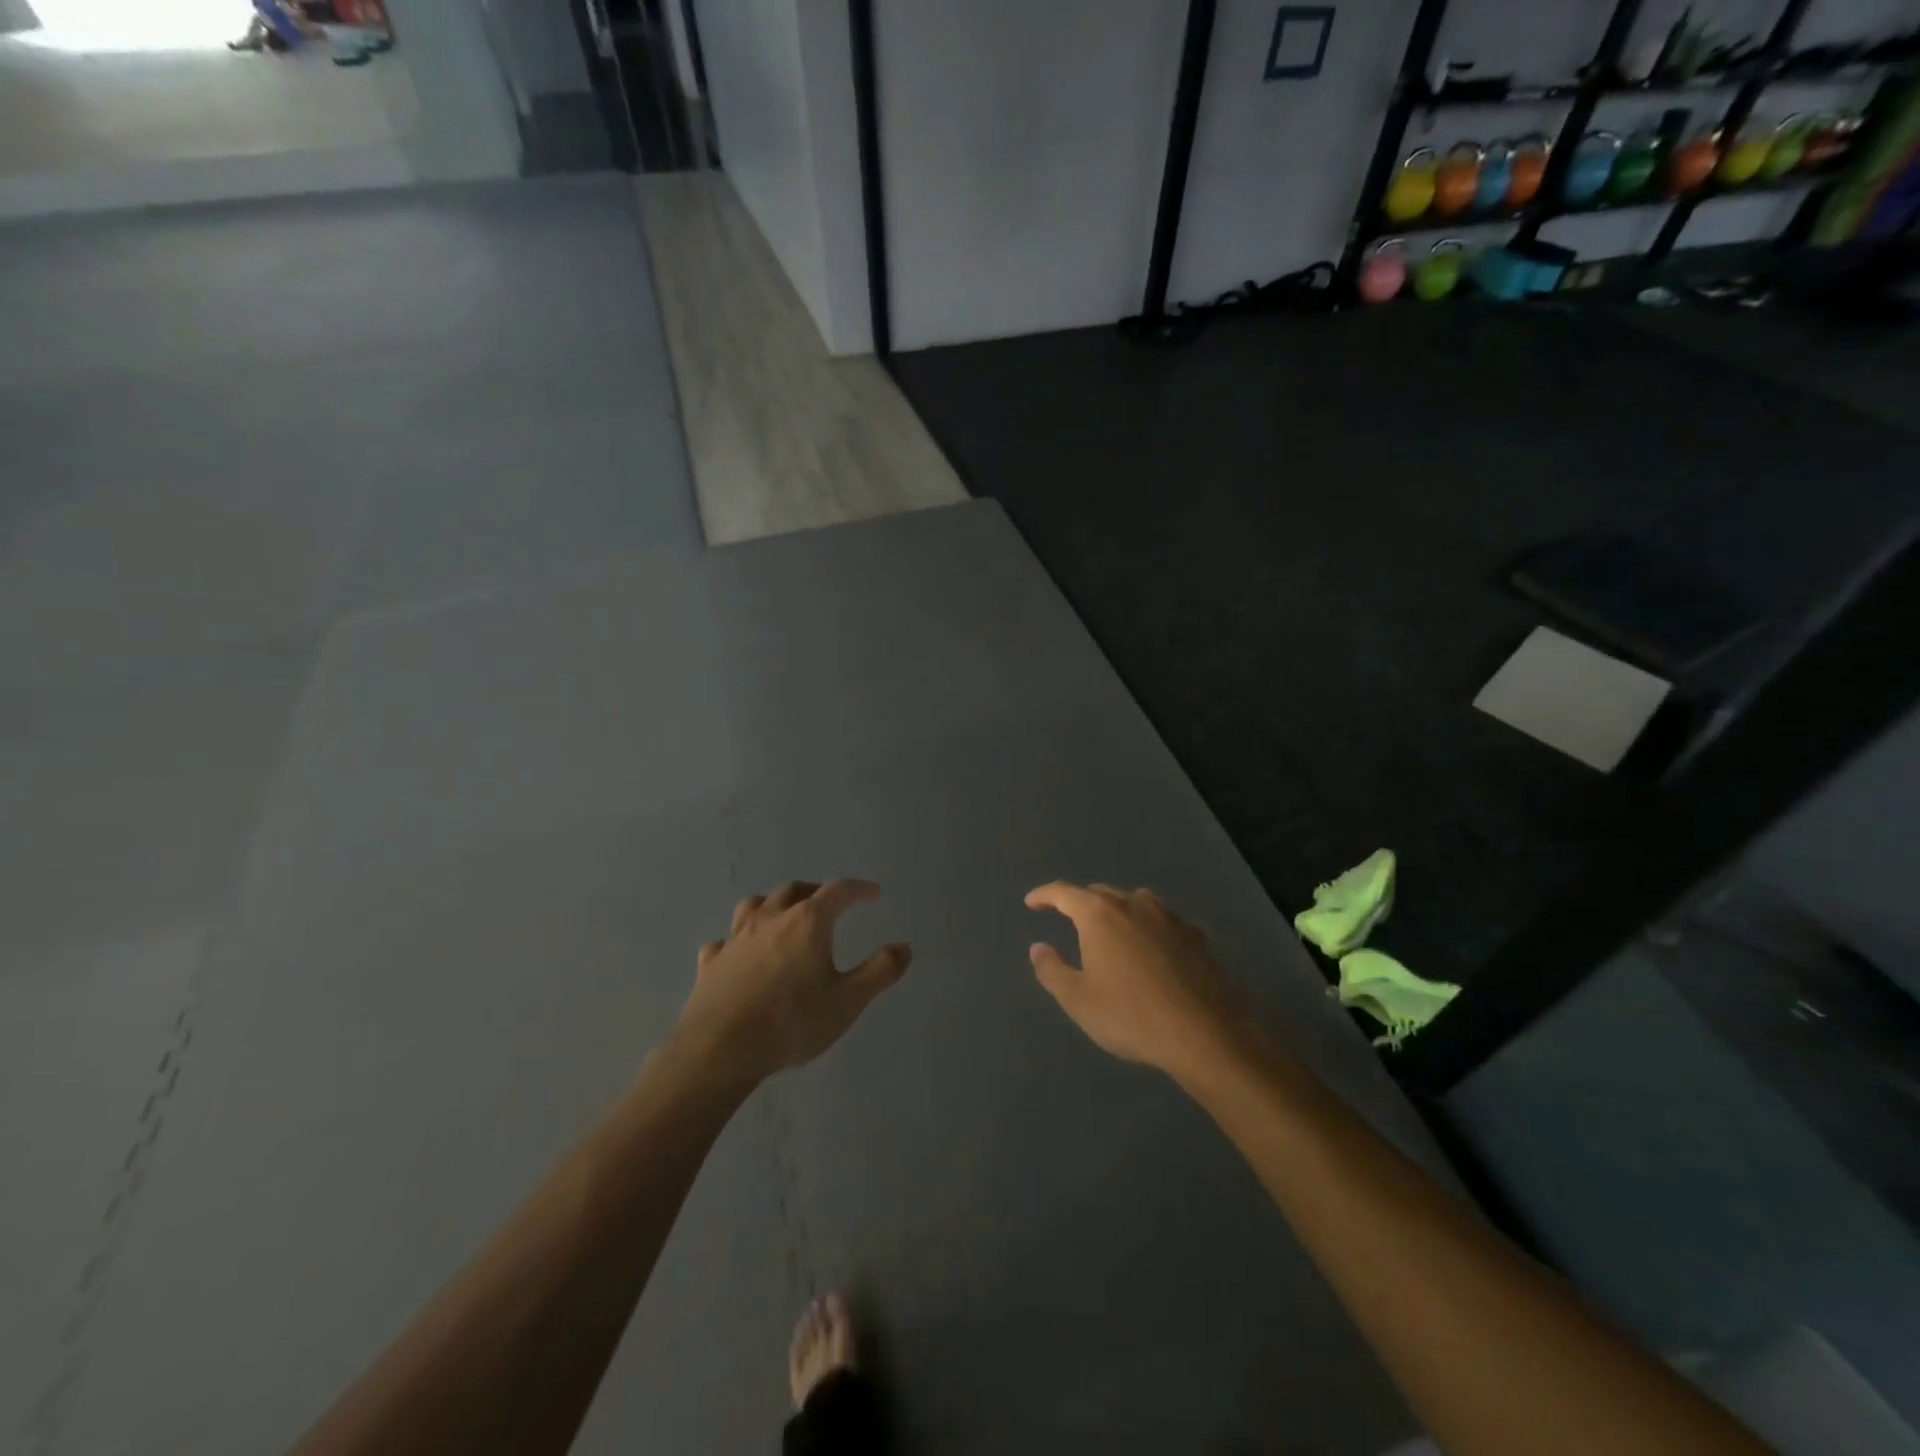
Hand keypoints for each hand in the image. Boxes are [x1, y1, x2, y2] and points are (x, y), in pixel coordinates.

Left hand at [675, 880, 909, 1084]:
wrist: (718, 1051)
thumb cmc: (791, 1023)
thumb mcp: (847, 1001)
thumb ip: (879, 971)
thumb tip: (904, 946)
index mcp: (807, 922)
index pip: (838, 891)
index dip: (858, 889)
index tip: (873, 893)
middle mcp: (770, 919)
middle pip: (795, 890)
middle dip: (816, 891)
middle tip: (830, 902)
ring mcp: (736, 939)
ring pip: (755, 905)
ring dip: (774, 904)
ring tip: (784, 915)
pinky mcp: (710, 964)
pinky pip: (724, 941)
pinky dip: (737, 940)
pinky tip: (739, 953)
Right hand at [1027, 882, 1253, 1079]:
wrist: (1205, 1034)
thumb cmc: (1131, 1016)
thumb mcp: (1078, 1000)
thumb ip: (1052, 970)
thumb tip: (1038, 947)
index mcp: (1100, 915)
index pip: (1064, 893)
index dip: (1044, 895)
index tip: (1031, 902)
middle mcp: (1134, 905)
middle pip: (1100, 893)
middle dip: (1080, 902)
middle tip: (1068, 918)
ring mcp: (1169, 918)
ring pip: (1135, 900)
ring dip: (1117, 908)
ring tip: (1111, 927)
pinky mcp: (1196, 936)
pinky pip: (1164, 920)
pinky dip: (1149, 925)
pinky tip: (1153, 946)